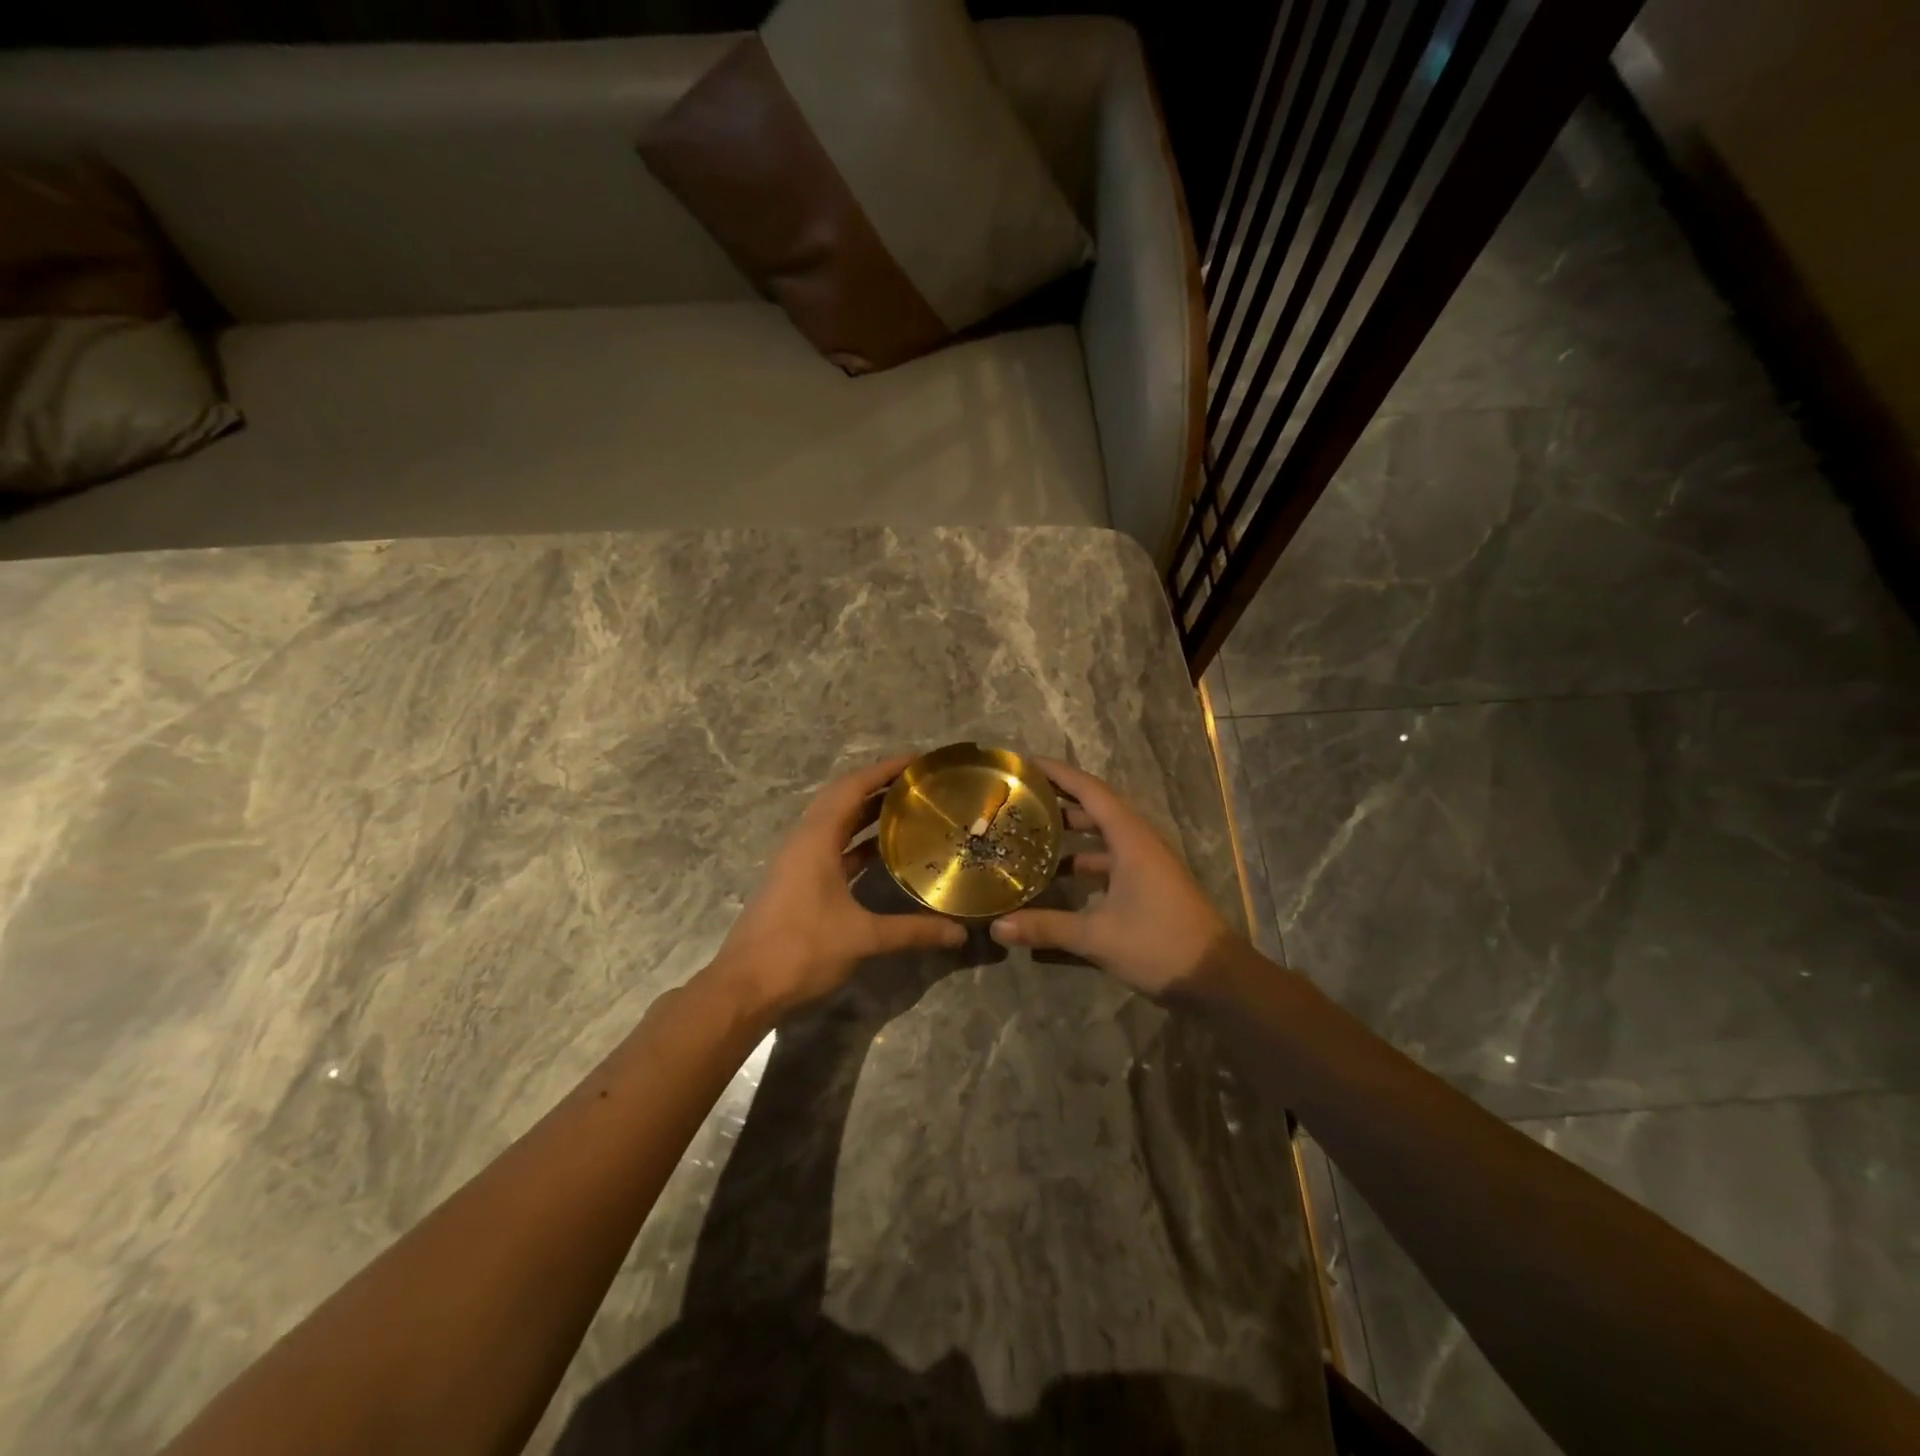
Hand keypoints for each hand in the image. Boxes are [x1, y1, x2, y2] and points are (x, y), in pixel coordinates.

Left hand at [711, 754, 965, 1020]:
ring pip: (836, 825)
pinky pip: (832, 848)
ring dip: (868, 814)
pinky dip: (858, 844)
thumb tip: (959, 932)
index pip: (852, 787)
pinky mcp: (797, 884)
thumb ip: (912, 931)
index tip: (918, 760)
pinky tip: (884, 854)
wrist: (744, 988)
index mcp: (815, 839)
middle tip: (920, 784)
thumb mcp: (862, 938)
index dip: (885, 769)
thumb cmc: (801, 950)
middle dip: (880, 787)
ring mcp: (798, 863)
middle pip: (843, 799)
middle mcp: (804, 841)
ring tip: (909, 811)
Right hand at [990, 758, 1233, 996]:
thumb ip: (1046, 927)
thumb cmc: (1159, 944)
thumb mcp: (1097, 937)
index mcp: (1130, 838)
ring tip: (1030, 836)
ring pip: (1103, 837)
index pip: (1089, 790)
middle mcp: (1139, 842)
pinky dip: (1084, 861)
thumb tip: (997, 926)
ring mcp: (1147, 864)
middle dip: (1058, 802)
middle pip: (1094, 809)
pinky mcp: (1149, 884)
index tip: (1026, 763)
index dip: (1058, 774)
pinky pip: (1110, 860)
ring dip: (1071, 834)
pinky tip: (1058, 878)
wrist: (1217, 978)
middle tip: (1019, 801)